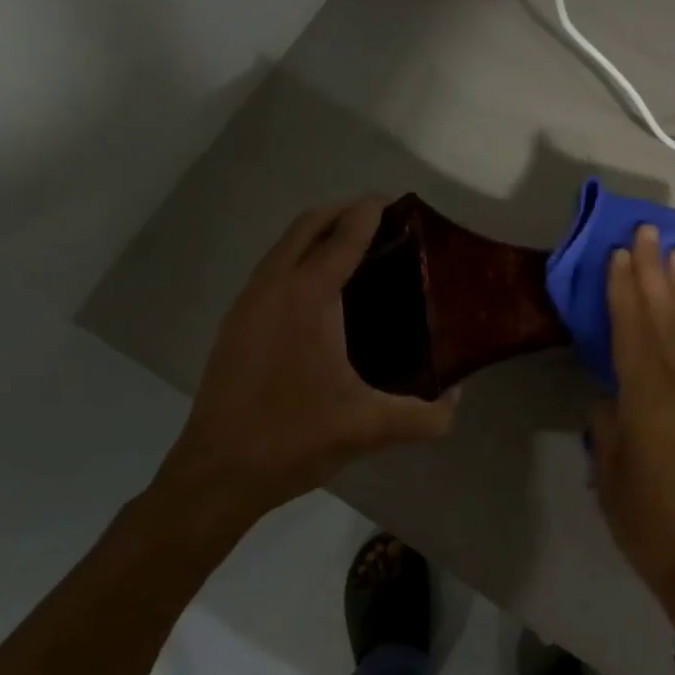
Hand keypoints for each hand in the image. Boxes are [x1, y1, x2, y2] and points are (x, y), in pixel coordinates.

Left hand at [147, 197, 456, 546]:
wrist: (217, 472)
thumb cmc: (294, 439)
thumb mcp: (371, 429)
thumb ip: (426, 416)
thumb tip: (457, 398)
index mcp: (308, 298)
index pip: (343, 236)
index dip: (369, 212)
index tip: (394, 201)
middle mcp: (273, 287)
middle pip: (307, 225)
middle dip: (342, 212)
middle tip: (380, 221)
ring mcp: (247, 304)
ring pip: (283, 246)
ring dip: (316, 234)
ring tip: (353, 249)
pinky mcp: (234, 324)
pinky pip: (271, 270)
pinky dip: (297, 259)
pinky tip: (318, 293)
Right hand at [591, 226, 674, 627]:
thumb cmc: (646, 520)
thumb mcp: (609, 471)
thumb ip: (608, 423)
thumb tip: (610, 396)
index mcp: (646, 397)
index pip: (632, 329)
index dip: (624, 289)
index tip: (620, 251)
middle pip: (664, 316)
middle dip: (656, 272)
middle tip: (651, 230)